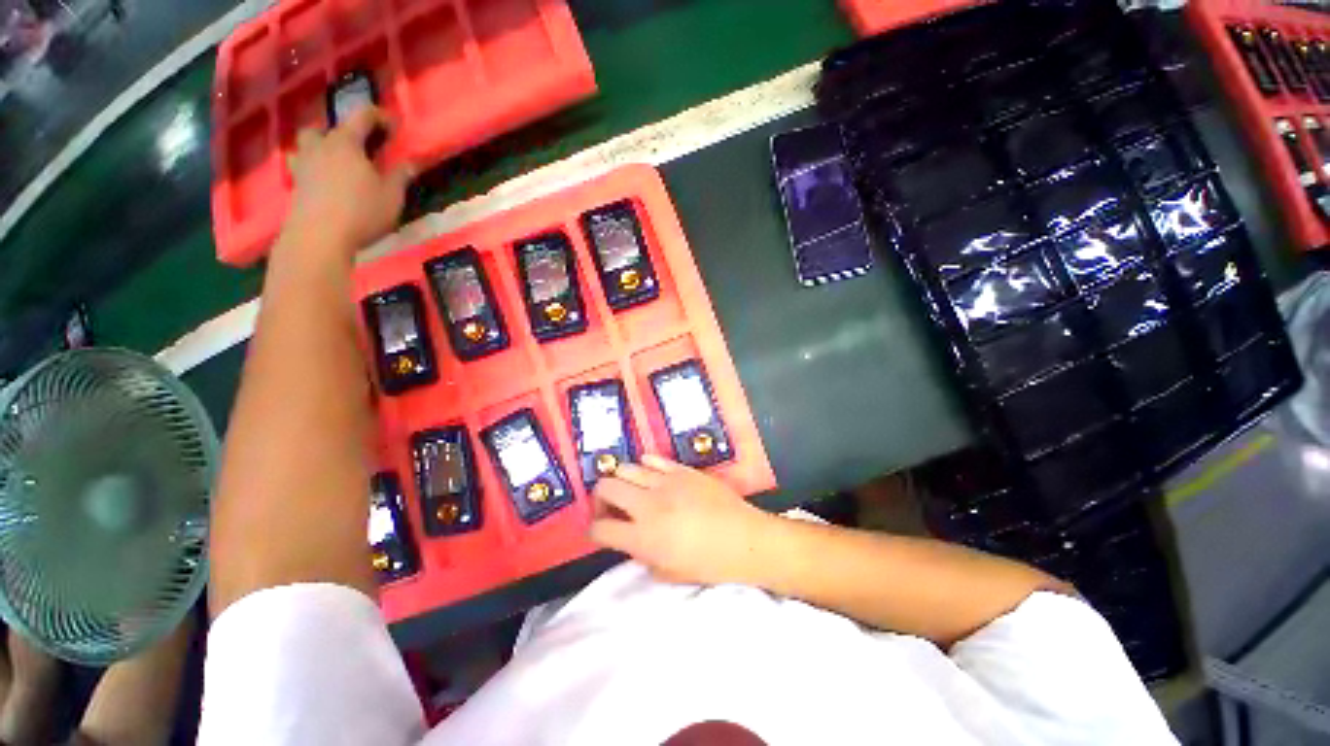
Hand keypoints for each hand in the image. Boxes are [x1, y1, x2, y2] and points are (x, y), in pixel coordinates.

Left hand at [283, 106, 412, 253]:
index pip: (362, 117)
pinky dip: (315, 169)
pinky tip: (326, 183)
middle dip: (341, 133)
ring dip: (321, 148)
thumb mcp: (392, 196)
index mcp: (346, 143)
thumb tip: (411, 162)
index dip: (378, 116)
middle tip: (358, 147)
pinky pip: (303, 167)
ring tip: (337, 164)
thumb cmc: (361, 211)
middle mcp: (320, 147)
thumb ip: (401, 176)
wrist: (319, 236)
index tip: (392, 123)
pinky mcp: (296, 185)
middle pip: (325, 129)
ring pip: (308, 145)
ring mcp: (303, 165)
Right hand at [589, 454, 775, 585]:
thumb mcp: (668, 573)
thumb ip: (640, 555)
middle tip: (610, 508)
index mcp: (643, 537)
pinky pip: (652, 459)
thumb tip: (628, 538)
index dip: (593, 531)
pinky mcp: (680, 469)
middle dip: (600, 499)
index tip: (599, 531)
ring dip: (620, 481)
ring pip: (625, 468)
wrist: (744, 539)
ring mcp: (665, 482)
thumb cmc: (708, 564)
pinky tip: (651, 478)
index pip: (599, 529)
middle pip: (605, 488)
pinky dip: (644, 467)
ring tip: (631, 491)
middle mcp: (648, 505)